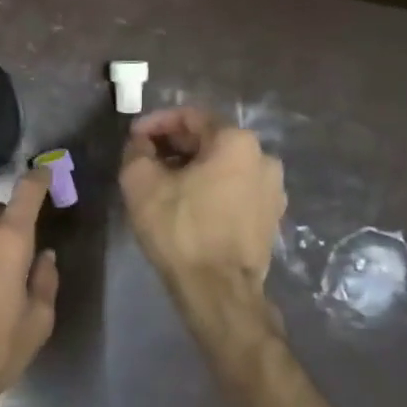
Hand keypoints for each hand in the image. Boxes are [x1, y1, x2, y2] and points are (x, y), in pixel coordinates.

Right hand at [120, 107, 286, 289]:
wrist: (218, 290)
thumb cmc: (179, 229)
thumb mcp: (140, 182)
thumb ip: (137, 151)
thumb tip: (142, 144)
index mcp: (236, 141)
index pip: (190, 117)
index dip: (156, 123)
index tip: (133, 137)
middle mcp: (263, 158)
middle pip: (210, 140)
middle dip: (175, 146)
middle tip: (145, 159)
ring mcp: (273, 189)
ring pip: (224, 166)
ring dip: (193, 168)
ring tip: (164, 183)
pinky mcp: (271, 217)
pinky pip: (235, 190)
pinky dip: (211, 189)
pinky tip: (188, 205)